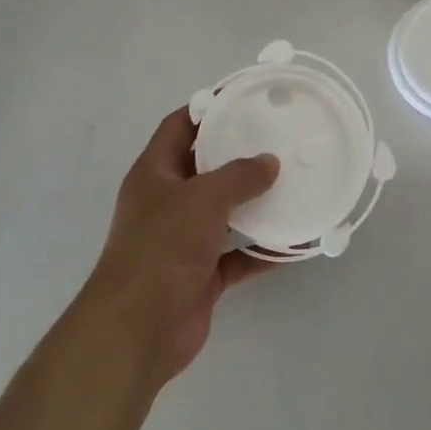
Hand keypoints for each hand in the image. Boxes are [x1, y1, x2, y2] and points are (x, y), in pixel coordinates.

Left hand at [82, 106, 279, 385]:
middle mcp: (167, 202)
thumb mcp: (204, 198)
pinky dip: (261, 250)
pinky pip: (236, 255)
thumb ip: (240, 176)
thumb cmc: (163, 248)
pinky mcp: (200, 275)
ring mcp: (182, 240)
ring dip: (254, 203)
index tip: (244, 99)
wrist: (138, 330)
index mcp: (154, 173)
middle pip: (205, 168)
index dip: (207, 109)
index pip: (179, 126)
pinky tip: (292, 243)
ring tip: (292, 184)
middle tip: (278, 139)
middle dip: (239, 155)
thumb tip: (270, 162)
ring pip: (224, 212)